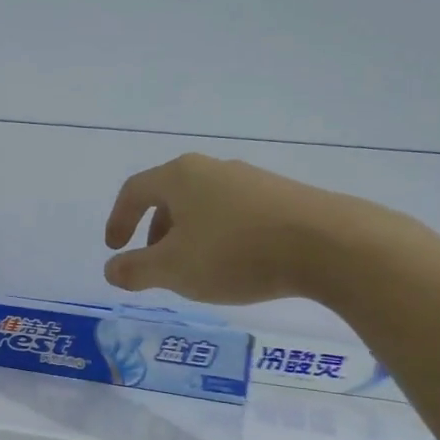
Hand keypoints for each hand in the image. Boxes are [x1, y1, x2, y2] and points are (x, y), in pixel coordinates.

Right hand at [103, 154, 399, 304]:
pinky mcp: (280, 196)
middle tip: (154, 265)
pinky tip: (234, 265)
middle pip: (169, 196)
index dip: (118, 219)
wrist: (328, 244)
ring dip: (188, 236)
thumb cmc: (235, 252)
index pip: (134, 191)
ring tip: (194, 270)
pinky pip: (234, 214)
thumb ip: (135, 270)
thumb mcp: (174, 269)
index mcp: (180, 177)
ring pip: (203, 206)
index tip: (114, 248)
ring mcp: (250, 180)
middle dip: (154, 232)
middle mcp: (212, 169)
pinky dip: (219, 237)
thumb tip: (111, 269)